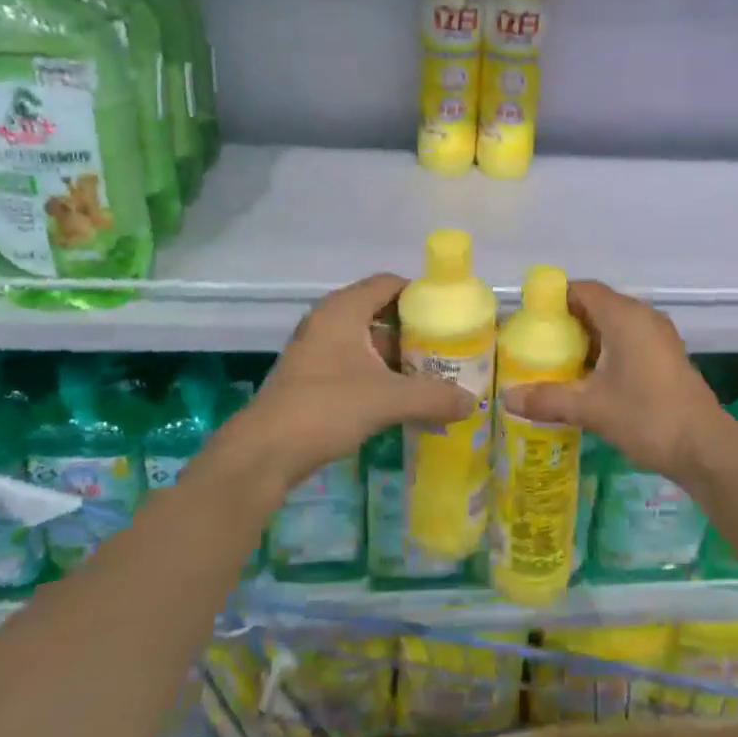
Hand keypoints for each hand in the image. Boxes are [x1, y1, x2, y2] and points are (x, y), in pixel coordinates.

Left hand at [232, 274, 474, 494]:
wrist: (264, 453)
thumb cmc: (326, 408)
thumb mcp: (387, 400)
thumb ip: (433, 397)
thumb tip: (473, 402)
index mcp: (343, 310)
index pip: (389, 283)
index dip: (421, 293)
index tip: (450, 313)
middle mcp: (328, 321)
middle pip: (380, 312)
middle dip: (415, 330)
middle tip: (448, 347)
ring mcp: (317, 350)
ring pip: (368, 341)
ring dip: (398, 356)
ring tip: (433, 374)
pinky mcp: (311, 377)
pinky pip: (355, 363)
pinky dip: (379, 374)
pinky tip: (402, 398)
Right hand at [500, 280, 733, 484]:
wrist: (705, 447)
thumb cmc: (647, 416)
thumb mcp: (591, 408)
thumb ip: (548, 399)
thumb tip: (507, 398)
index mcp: (624, 316)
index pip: (582, 289)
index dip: (554, 299)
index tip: (529, 321)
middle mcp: (643, 317)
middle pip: (597, 305)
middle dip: (566, 323)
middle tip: (537, 347)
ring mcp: (658, 336)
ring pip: (613, 325)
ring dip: (587, 340)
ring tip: (557, 365)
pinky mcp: (666, 356)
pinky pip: (628, 340)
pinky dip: (606, 351)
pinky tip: (590, 379)